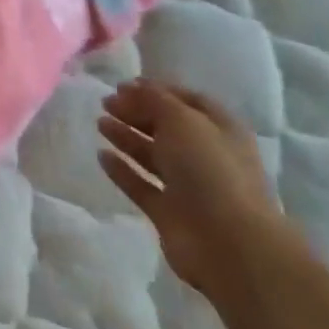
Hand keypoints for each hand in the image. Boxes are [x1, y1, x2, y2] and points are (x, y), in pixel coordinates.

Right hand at [98, 79, 293, 304]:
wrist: (228, 243)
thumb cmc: (210, 170)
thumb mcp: (182, 120)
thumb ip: (154, 99)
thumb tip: (131, 88)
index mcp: (220, 130)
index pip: (187, 101)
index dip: (157, 90)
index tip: (123, 85)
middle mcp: (206, 156)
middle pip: (167, 127)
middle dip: (136, 112)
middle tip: (105, 102)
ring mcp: (188, 186)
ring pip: (152, 155)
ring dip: (127, 137)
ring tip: (99, 123)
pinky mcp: (169, 212)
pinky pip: (141, 185)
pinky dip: (122, 171)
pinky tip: (101, 156)